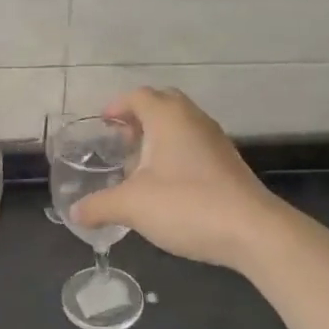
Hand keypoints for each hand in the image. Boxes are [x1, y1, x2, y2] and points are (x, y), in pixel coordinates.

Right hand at [69, 88, 287, 272]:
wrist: (253, 231)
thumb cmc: (187, 205)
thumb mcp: (133, 206)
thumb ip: (100, 206)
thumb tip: (74, 213)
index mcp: (168, 117)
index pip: (138, 96)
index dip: (116, 106)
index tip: (102, 123)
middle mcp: (193, 119)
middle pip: (162, 103)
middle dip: (138, 117)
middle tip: (120, 140)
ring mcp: (215, 140)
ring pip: (180, 124)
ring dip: (158, 136)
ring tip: (138, 165)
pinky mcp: (227, 163)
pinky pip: (194, 144)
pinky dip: (175, 152)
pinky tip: (165, 184)